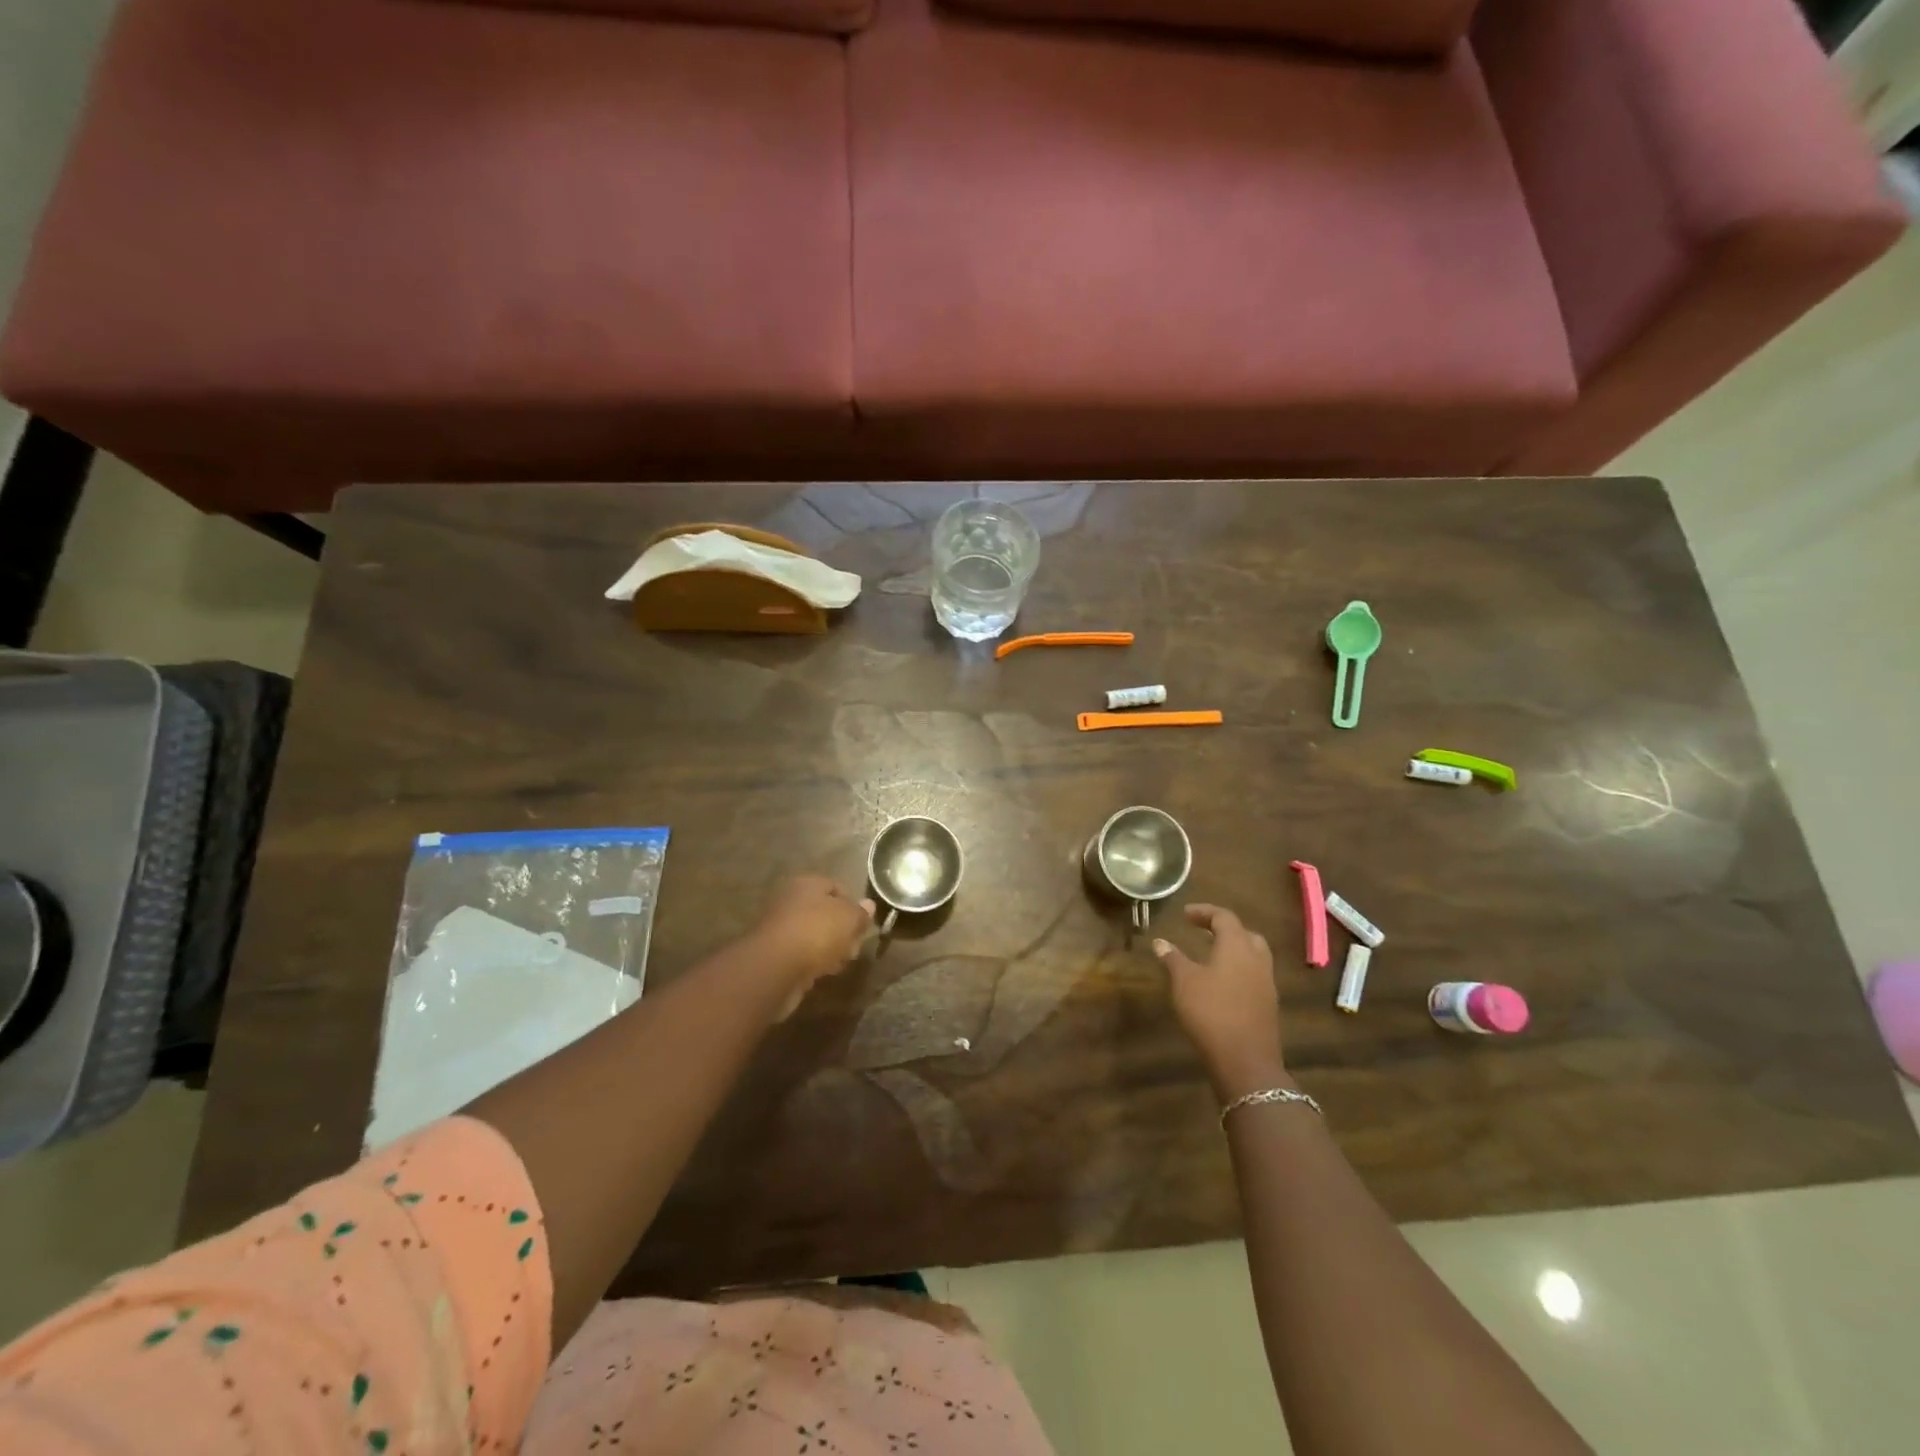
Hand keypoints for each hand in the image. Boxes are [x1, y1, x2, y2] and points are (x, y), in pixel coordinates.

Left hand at [751, 875, 875, 1019]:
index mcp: (807, 883)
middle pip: (824, 912)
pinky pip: (800, 954)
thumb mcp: (850, 918)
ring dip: (828, 948)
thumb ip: (861, 912)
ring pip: (813, 935)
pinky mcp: (773, 954)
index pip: (836, 887)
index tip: (863, 925)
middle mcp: (790, 900)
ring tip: (840, 963)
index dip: (853, 905)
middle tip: (853, 946)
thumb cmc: (817, 932)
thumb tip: (869, 905)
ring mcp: (779, 927)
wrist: (775, 967)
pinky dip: (812, 962)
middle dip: (842, 930)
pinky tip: (822, 973)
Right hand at [1154, 904, 1286, 1099]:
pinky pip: (1254, 976)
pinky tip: (1222, 983)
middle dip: (1224, 929)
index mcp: (1237, 946)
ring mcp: (1267, 984)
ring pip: (1253, 956)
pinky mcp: (1268, 1005)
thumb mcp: (1184, 982)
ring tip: (1210, 956)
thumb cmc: (1211, 1012)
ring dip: (1233, 950)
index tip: (1185, 914)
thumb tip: (1160, 941)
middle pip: (1245, 934)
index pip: (1224, 917)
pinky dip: (1239, 970)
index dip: (1204, 912)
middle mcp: (1257, 960)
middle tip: (1202, 932)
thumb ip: (1173, 958)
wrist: (1245, 1061)